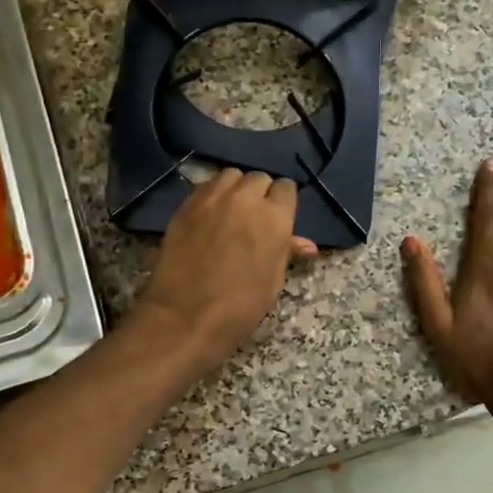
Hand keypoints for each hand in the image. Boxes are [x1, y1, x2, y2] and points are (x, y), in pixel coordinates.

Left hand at [135, 168, 316, 370]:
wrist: (185, 316)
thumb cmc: (239, 306)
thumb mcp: (272, 281)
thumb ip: (286, 252)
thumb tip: (307, 245)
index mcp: (274, 218)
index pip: (286, 188)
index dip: (283, 201)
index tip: (278, 216)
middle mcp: (245, 198)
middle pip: (258, 178)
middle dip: (260, 193)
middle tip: (254, 217)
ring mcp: (212, 198)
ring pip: (230, 176)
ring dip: (235, 188)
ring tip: (231, 210)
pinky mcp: (186, 205)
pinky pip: (205, 187)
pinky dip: (212, 195)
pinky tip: (209, 215)